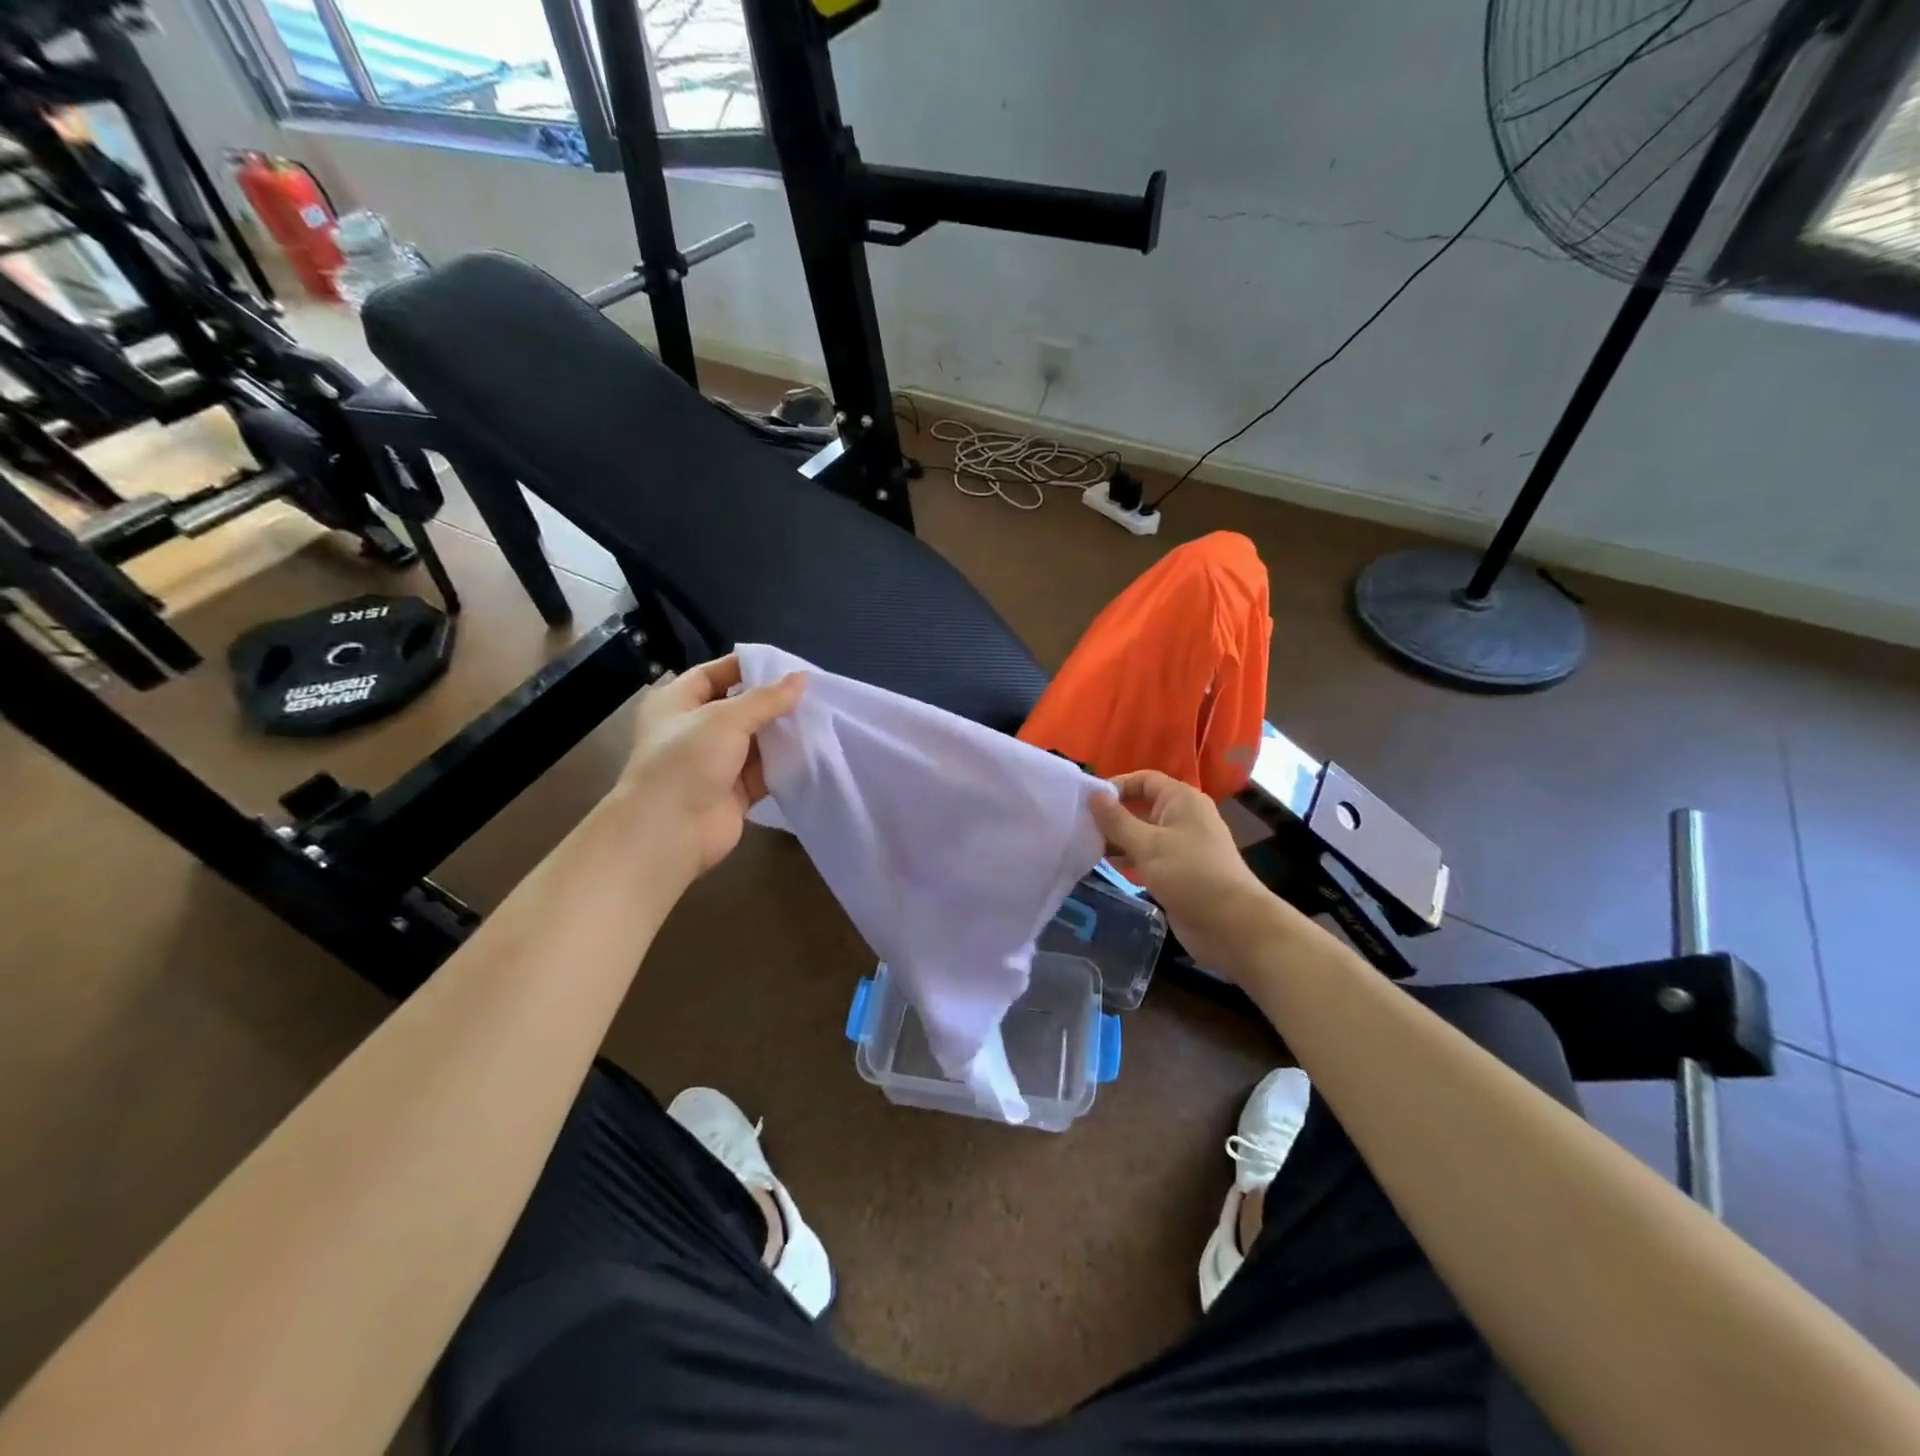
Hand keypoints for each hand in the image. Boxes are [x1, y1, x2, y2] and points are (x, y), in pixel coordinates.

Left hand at [611, 654, 804, 879]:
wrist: (670, 831)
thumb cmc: (687, 761)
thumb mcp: (726, 719)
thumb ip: (767, 699)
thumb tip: (802, 678)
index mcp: (677, 702)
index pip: (714, 674)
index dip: (748, 667)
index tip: (787, 666)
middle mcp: (694, 730)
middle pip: (739, 708)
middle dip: (773, 702)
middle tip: (813, 693)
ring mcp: (714, 763)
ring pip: (755, 741)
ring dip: (782, 733)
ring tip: (820, 718)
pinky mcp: (733, 792)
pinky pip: (763, 771)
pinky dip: (784, 764)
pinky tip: (812, 751)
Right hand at [1090, 770, 1288, 976]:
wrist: (1231, 924)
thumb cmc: (1190, 875)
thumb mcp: (1148, 845)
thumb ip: (1116, 820)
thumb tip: (1093, 795)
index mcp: (1181, 800)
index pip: (1143, 780)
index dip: (1116, 787)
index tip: (1087, 804)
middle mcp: (1182, 817)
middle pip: (1140, 806)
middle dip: (1112, 816)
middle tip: (1080, 827)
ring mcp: (1181, 845)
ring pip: (1141, 833)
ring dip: (1117, 839)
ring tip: (1086, 847)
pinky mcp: (1177, 870)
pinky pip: (1147, 855)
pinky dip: (1128, 857)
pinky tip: (1105, 865)